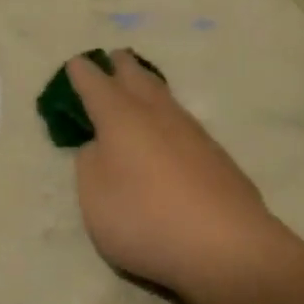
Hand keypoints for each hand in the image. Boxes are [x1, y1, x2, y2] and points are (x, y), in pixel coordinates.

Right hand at [66, 52, 290, 303]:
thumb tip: (101, 147)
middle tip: (114, 57)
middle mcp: (157, 115)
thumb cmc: (145, 219)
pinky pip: (183, 122)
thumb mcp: (94, 198)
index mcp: (120, 118)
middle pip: (137, 79)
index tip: (76, 63)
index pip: (95, 85)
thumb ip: (90, 165)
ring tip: (141, 83)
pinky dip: (168, 115)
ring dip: (149, 86)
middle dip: (122, 67)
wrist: (226, 246)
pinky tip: (170, 129)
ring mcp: (192, 133)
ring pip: (165, 97)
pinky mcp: (217, 156)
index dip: (82, 73)